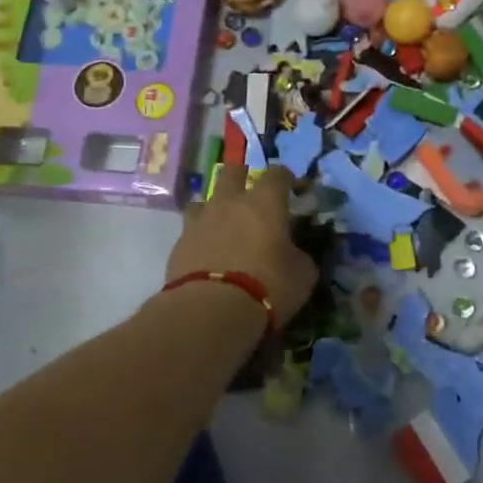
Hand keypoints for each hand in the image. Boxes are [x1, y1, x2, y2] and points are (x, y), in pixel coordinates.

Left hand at [166, 166, 317, 325]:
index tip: (293, 189)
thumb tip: (294, 253)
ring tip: (225, 225)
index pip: (277, 174)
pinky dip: (202, 236)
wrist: (211, 310)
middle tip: (252, 195)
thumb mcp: (302, 275)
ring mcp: (200, 220)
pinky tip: (208, 252)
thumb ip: (299, 255)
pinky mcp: (179, 243)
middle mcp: (230, 202)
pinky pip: (192, 229)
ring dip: (217, 206)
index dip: (287, 178)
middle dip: (243, 176)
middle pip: (233, 171)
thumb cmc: (267, 286)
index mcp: (265, 202)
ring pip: (206, 198)